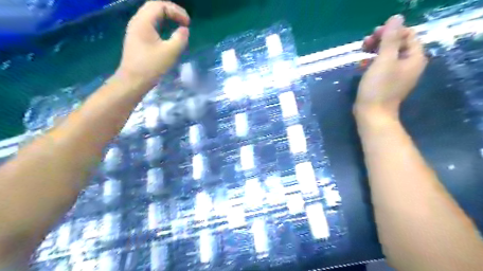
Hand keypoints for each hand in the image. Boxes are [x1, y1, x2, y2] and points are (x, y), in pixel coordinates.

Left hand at [117, 1, 190, 84]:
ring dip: (166, 17)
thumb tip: (184, 30)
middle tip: (184, 21)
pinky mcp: (136, 38)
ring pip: (151, 15)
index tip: (188, 23)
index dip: (177, 11)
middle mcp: (137, 21)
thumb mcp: (170, 52)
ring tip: (178, 25)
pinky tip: (167, 34)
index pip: (160, 5)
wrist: (133, 81)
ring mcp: (135, 30)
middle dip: (172, 11)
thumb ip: (180, 38)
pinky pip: (149, 24)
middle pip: (154, 7)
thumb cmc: (151, 66)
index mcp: (143, 22)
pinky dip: (161, 25)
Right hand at [353, 15, 425, 118]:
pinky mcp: (386, 82)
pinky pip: (382, 66)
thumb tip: (396, 18)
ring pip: (388, 55)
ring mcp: (397, 75)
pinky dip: (373, 62)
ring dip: (375, 50)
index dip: (392, 31)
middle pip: (397, 44)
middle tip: (365, 43)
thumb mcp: (383, 61)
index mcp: (414, 58)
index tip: (374, 35)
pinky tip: (362, 64)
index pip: (408, 35)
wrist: (372, 114)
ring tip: (362, 52)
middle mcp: (409, 65)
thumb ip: (390, 39)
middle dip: (381, 40)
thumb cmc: (378, 88)